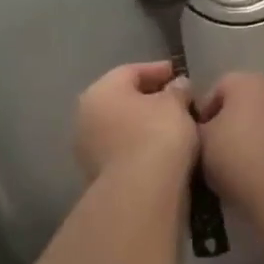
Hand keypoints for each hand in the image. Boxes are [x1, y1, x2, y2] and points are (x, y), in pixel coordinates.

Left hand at [75, 62, 198, 181]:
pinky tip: (161, 148)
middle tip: (176, 99)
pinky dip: (139, 144)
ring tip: (173, 126)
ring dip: (143, 123)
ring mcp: (87, 148)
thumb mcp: (175, 105)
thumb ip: (177, 90)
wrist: (139, 193)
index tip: (178, 74)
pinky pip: (122, 149)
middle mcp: (86, 115)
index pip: (131, 72)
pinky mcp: (96, 174)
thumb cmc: (157, 135)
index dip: (157, 70)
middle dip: (149, 97)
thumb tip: (178, 85)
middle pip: (122, 99)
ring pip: (120, 126)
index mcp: (101, 91)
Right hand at [196, 72, 263, 211]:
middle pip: (247, 104)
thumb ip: (198, 129)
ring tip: (244, 170)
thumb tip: (205, 130)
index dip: (204, 115)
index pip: (217, 90)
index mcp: (246, 81)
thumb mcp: (200, 142)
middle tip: (219, 154)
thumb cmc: (238, 156)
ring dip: (258, 139)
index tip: (196, 141)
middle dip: (234, 125)